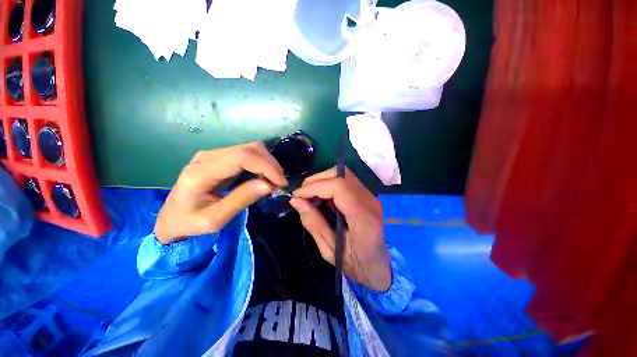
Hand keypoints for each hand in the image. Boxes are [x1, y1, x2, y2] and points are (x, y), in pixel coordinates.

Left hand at [155, 143, 287, 244]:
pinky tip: (265, 177)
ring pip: (251, 148)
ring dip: (268, 163)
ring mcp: (213, 154)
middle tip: (280, 184)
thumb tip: (269, 184)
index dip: (266, 167)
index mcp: (201, 172)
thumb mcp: (215, 220)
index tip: (281, 183)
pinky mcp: (220, 158)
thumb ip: (241, 200)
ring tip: (274, 181)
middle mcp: (207, 156)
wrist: (171, 218)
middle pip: (249, 149)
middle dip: (270, 164)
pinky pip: (247, 154)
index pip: (242, 157)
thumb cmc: (189, 223)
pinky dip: (261, 164)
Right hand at [290, 167, 390, 291]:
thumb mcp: (330, 250)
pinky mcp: (366, 195)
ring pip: (343, 174)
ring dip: (322, 180)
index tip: (297, 196)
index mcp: (363, 218)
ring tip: (309, 195)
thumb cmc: (356, 264)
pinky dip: (329, 184)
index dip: (315, 187)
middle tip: (301, 194)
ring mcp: (370, 196)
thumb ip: (313, 223)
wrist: (380, 267)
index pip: (339, 187)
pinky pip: (345, 181)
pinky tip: (321, 197)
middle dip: (317, 180)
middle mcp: (370, 201)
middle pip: (342, 174)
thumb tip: (296, 201)